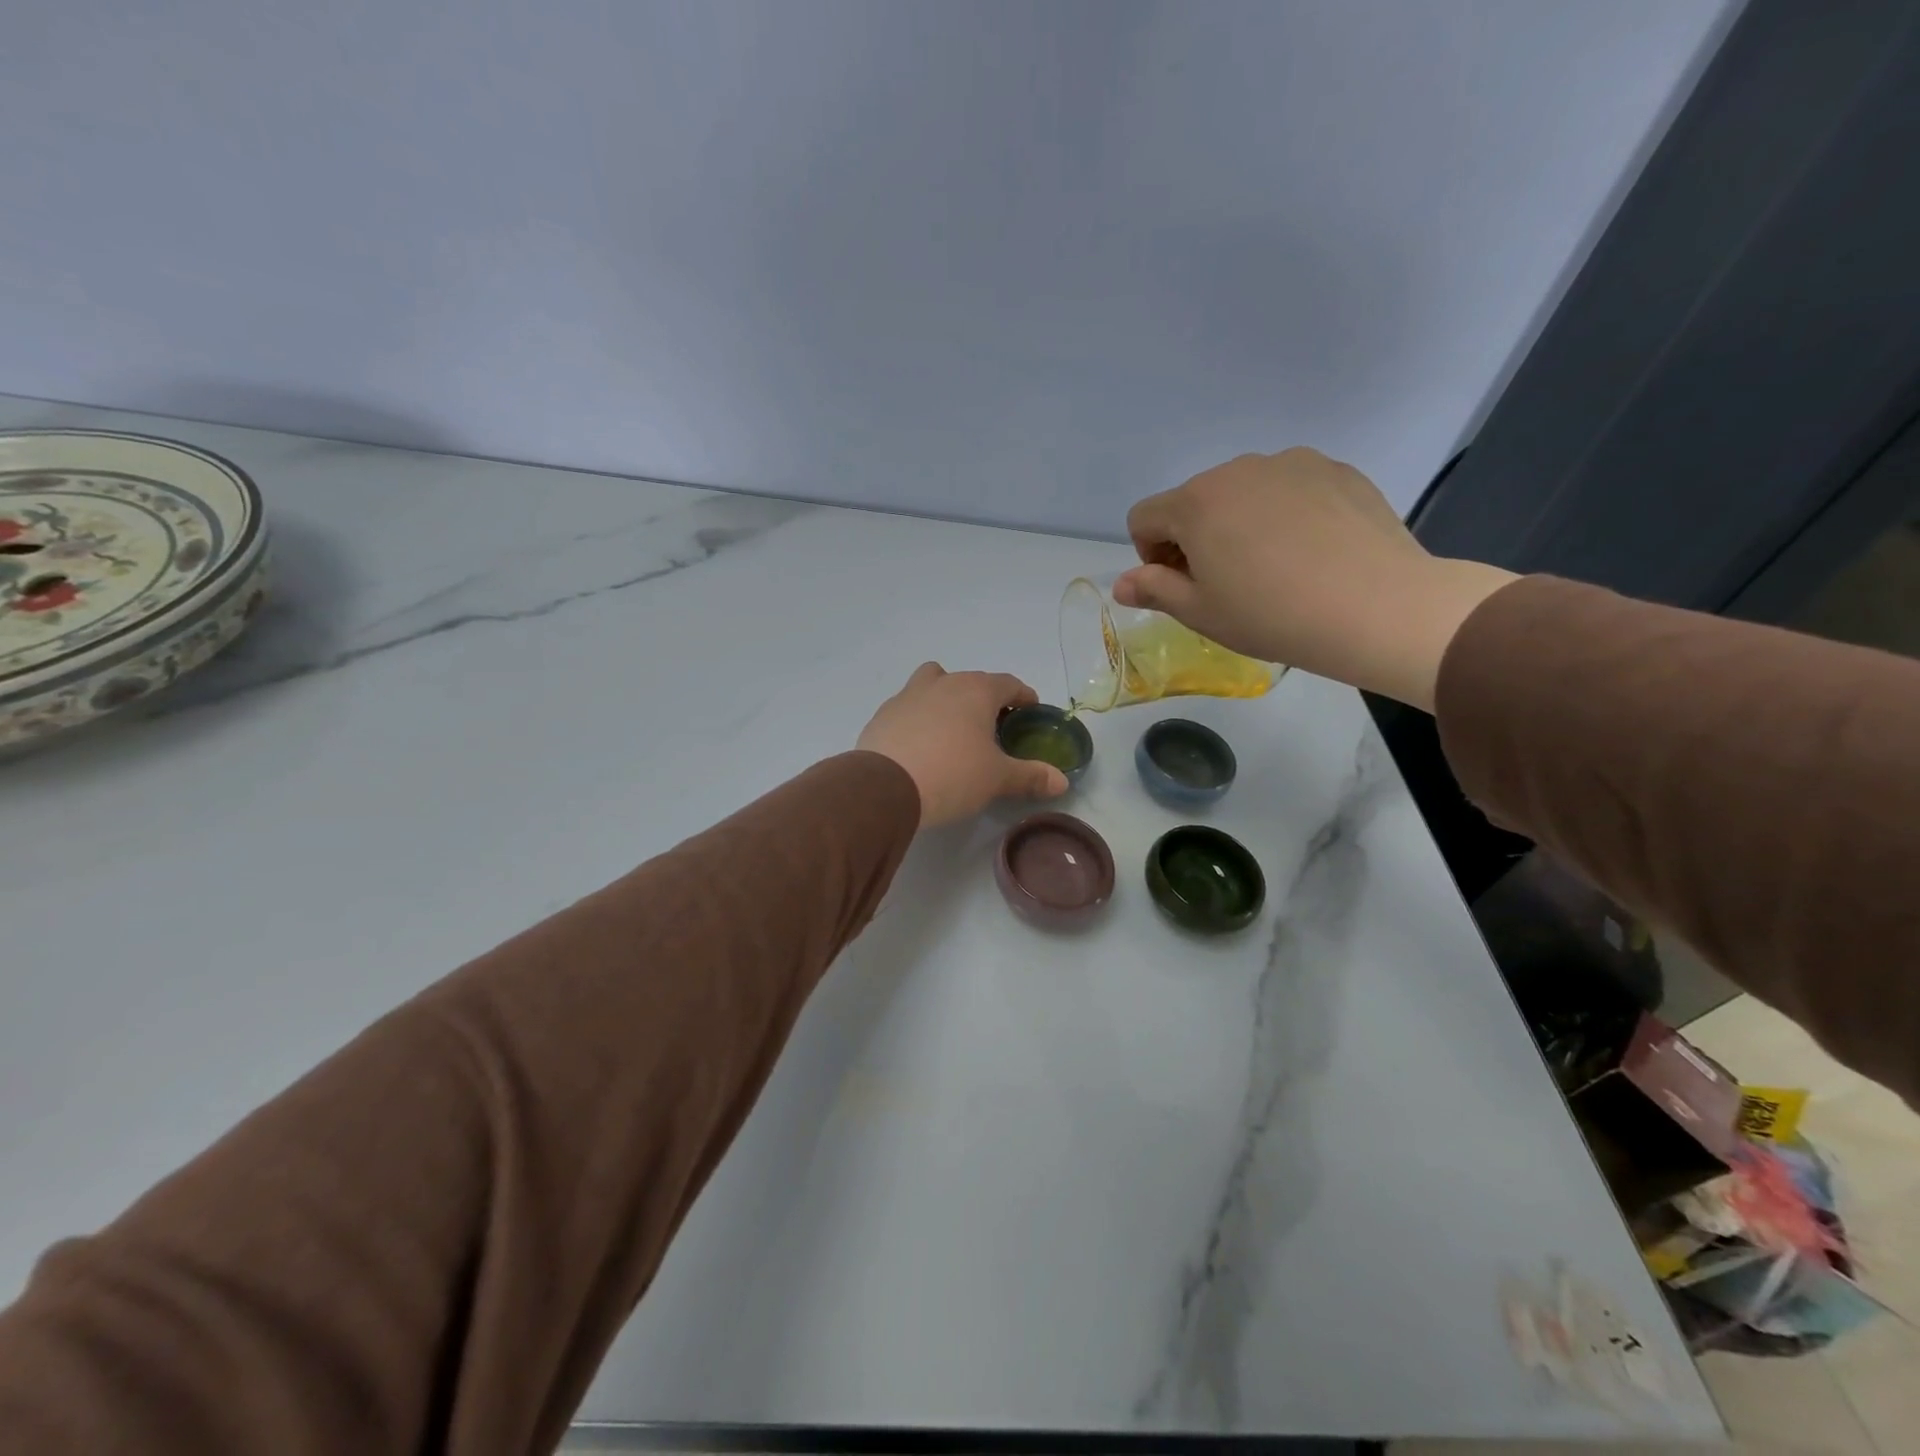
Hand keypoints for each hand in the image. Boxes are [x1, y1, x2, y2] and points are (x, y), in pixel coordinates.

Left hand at [856, 663, 1068, 826]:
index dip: (1024, 697)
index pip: (1009, 684)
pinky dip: (919, 718)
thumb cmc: (952, 775)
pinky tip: (920, 746)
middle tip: (994, 728)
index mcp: (976, 690)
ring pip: (934, 683)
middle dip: (986, 699)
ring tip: (953, 729)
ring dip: (947, 698)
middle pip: (972, 681)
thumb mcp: (997, 779)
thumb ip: (1031, 776)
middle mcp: (943, 683)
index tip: (1030, 712)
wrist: (885, 787)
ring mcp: (908, 695)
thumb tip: (1061, 782)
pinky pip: (909, 707)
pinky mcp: (883, 714)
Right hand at [1112, 449, 1516, 710]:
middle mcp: (1238, 470)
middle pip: (1195, 501)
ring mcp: (1292, 463)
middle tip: (1228, 582)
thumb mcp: (1200, 613)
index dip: (1151, 555)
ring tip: (1275, 567)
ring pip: (1244, 492)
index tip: (1181, 585)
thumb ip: (1154, 590)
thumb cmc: (1271, 615)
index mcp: (1196, 502)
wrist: (1376, 606)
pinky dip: (1286, 514)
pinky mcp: (1336, 469)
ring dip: (1240, 523)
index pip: (1144, 517)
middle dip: (1196, 537)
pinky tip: (1313, 552)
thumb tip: (1122, 582)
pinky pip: (1290, 488)